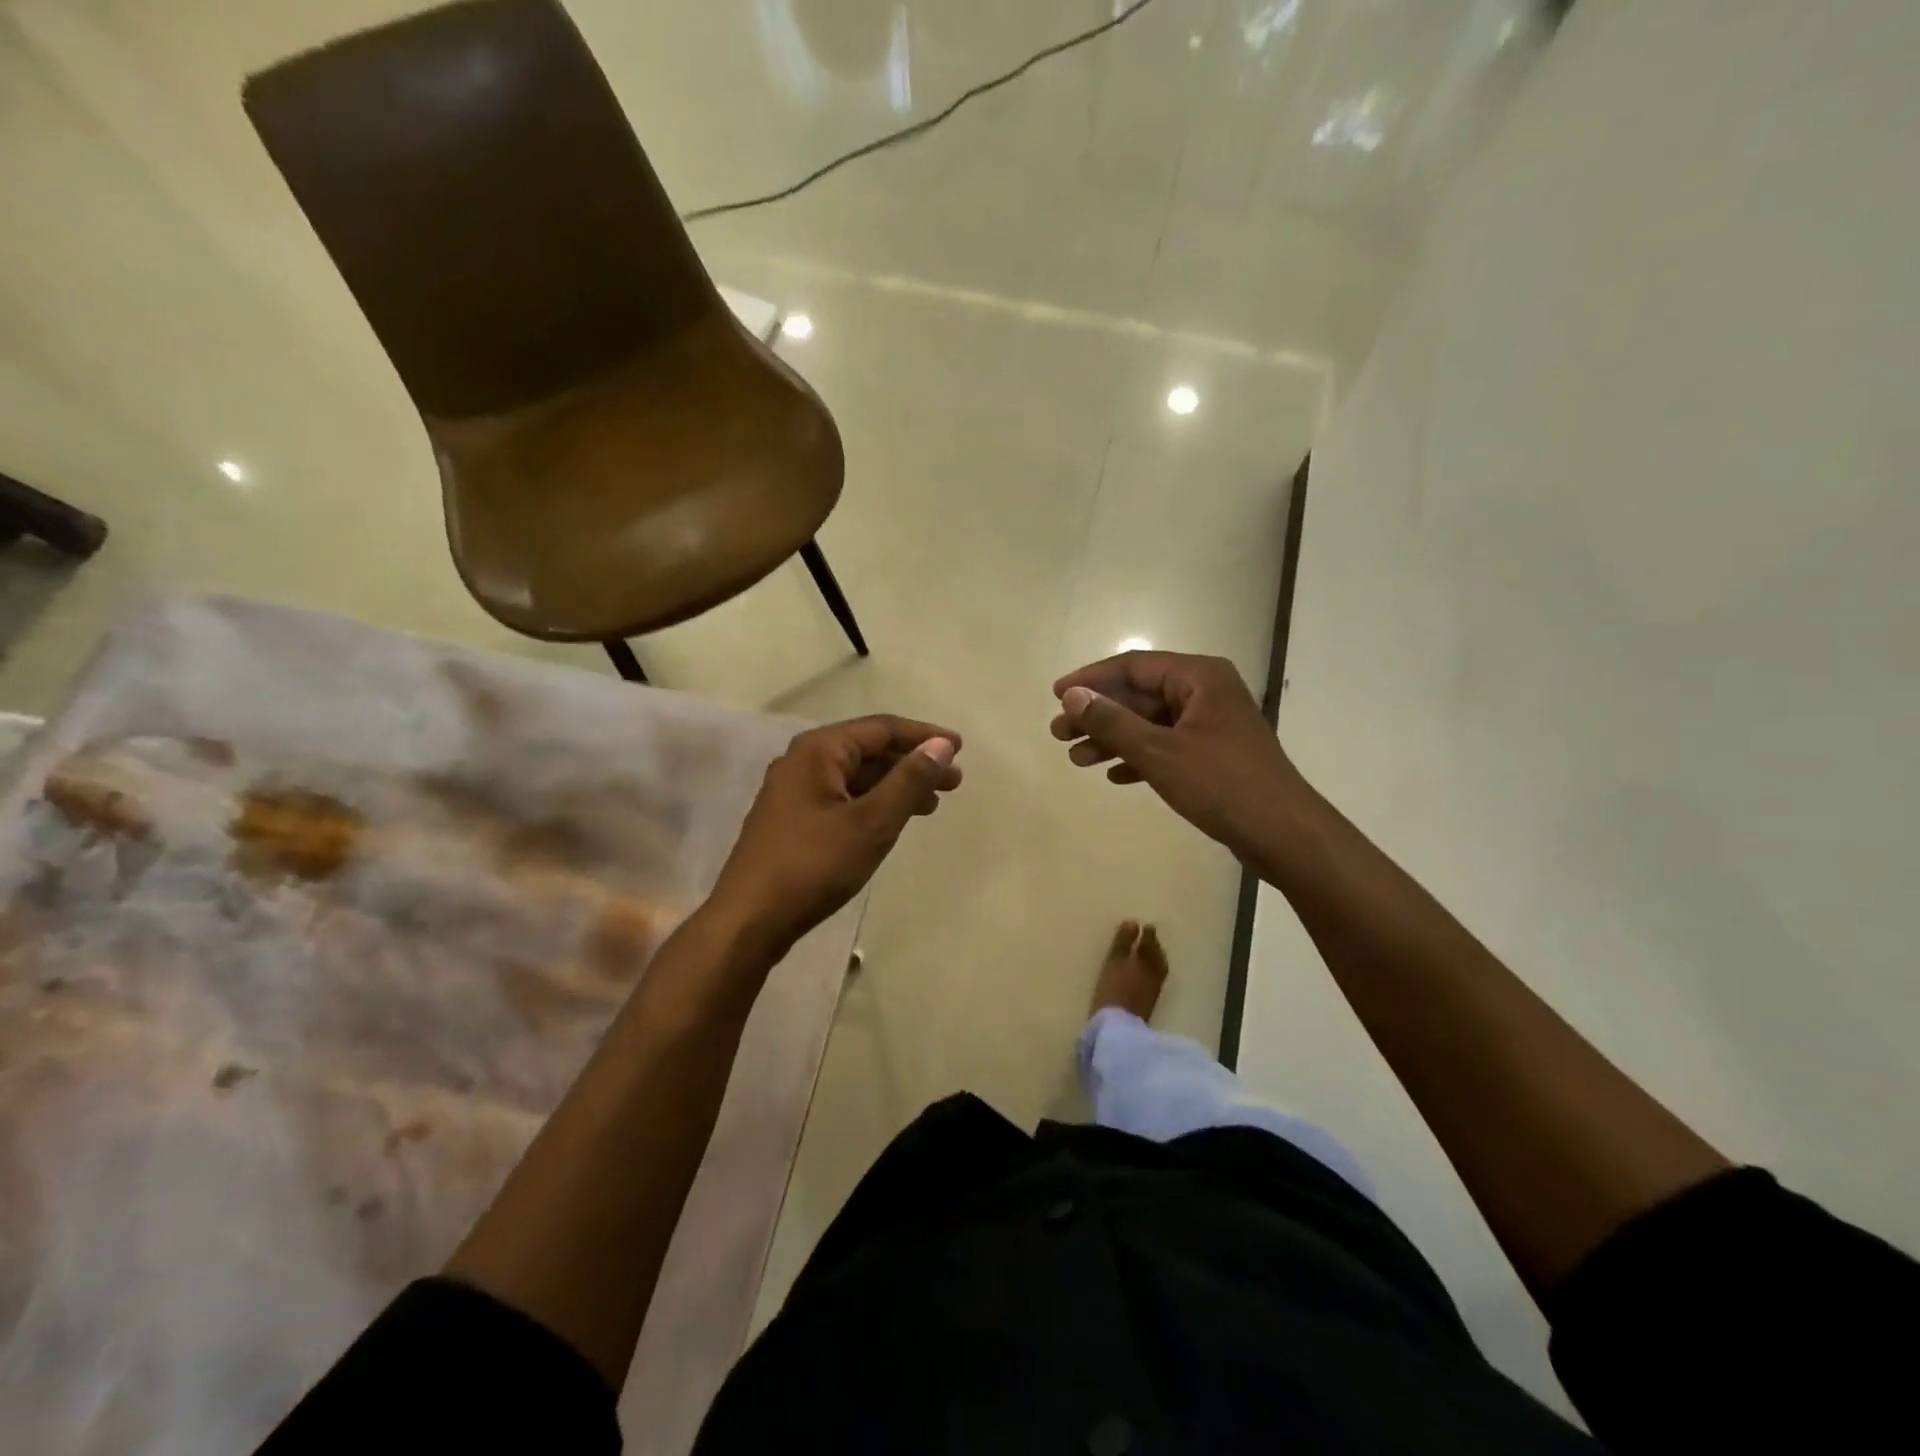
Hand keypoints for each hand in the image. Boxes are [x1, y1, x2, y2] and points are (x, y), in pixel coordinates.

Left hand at [708, 715, 961, 955]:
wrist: (749, 920)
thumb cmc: (813, 866)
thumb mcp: (871, 822)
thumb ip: (909, 780)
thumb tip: (941, 746)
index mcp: (818, 750)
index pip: (881, 729)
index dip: (924, 736)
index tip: (959, 748)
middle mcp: (802, 761)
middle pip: (868, 750)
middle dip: (912, 763)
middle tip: (953, 782)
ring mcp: (793, 792)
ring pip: (855, 777)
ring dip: (894, 786)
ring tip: (931, 804)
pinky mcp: (791, 820)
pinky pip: (841, 798)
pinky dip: (872, 804)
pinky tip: (891, 821)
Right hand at [1051, 651, 1304, 856]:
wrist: (1284, 835)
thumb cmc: (1222, 785)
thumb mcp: (1159, 752)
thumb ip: (1112, 722)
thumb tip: (1072, 696)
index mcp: (1200, 678)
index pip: (1133, 666)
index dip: (1091, 680)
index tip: (1056, 695)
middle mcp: (1206, 693)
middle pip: (1139, 695)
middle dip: (1098, 715)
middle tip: (1058, 734)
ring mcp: (1212, 725)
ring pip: (1150, 724)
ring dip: (1113, 740)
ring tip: (1076, 760)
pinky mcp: (1214, 755)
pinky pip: (1166, 747)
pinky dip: (1139, 758)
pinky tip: (1115, 776)